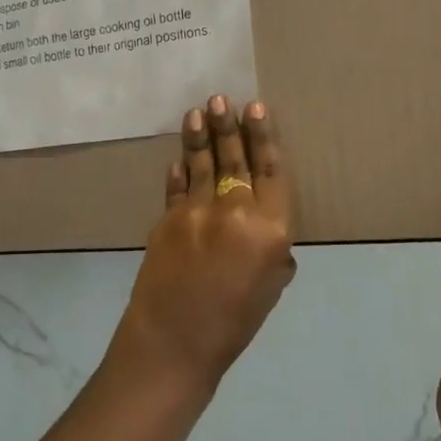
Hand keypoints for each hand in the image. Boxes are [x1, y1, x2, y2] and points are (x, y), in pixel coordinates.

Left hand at [111, 95, 296, 394]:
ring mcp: (196, 212)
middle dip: (228, 126)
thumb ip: (274, 252)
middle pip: (234, 159)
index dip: (264, 137)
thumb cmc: (234, 324)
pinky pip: (176, 188)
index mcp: (270, 229)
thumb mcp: (270, 288)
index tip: (256, 108)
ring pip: (202, 164)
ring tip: (199, 110)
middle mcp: (235, 211)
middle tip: (221, 98)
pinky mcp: (166, 219)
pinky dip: (178, 172)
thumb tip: (268, 234)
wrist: (174, 342)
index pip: (270, 172)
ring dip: (200, 136)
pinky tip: (178, 157)